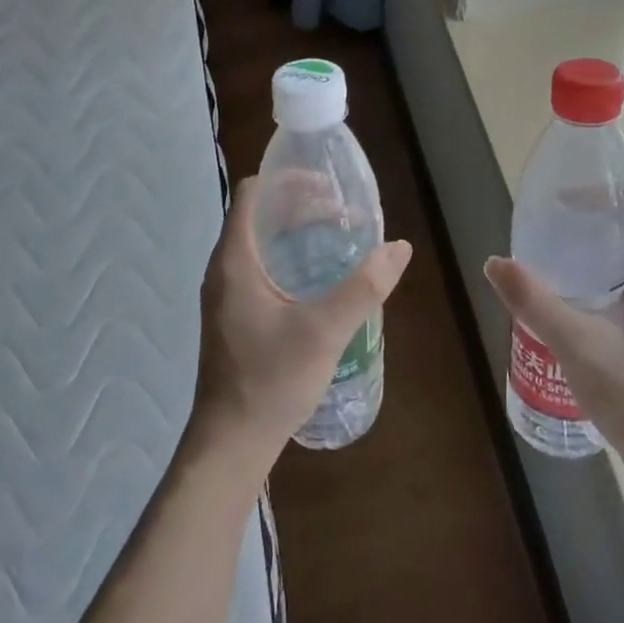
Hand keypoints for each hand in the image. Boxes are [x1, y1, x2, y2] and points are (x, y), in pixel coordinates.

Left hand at [191, 176, 411, 473]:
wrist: (231, 442)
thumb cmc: (271, 380)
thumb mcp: (325, 331)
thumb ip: (364, 287)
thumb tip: (399, 247)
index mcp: (235, 260)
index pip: (253, 193)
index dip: (289, 180)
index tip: (328, 187)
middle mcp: (224, 269)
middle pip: (259, 216)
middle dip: (300, 205)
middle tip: (344, 212)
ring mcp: (226, 294)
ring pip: (260, 243)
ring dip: (295, 232)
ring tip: (337, 237)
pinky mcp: (234, 315)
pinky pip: (260, 268)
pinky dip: (288, 258)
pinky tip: (319, 279)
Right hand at [484, 196, 623, 491]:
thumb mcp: (575, 343)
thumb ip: (533, 300)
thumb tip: (494, 262)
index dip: (607, 196)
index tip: (566, 201)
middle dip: (596, 224)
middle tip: (551, 227)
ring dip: (601, 255)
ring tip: (557, 259)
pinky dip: (608, 283)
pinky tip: (576, 303)